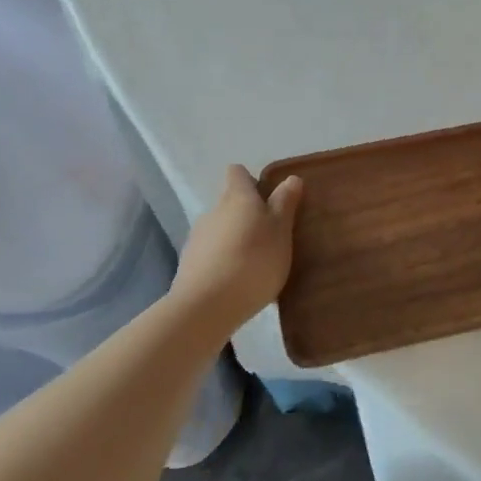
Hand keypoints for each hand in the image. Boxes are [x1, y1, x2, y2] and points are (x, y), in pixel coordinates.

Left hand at [171, 166, 303, 326]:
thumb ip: (285, 204)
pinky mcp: (189, 265)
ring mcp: (197, 238)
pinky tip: (238, 283)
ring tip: (256, 264)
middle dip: (248, 215)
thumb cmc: (253, 261)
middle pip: (230, 203)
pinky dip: (225, 262)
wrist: (206, 307)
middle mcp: (213, 211)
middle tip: (271, 237)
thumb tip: (290, 177)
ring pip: (221, 230)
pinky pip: (212, 255)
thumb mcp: (280, 231)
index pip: (237, 173)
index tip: (269, 198)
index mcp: (237, 197)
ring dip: (236, 240)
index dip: (252, 181)